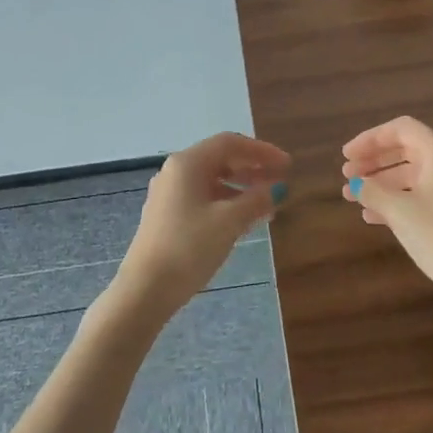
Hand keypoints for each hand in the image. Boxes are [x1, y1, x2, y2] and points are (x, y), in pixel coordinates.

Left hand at [114, 132, 290, 319]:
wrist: (145, 289)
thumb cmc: (189, 247)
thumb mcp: (229, 222)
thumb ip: (256, 200)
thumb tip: (277, 188)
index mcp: (188, 163)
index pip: (229, 143)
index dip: (261, 151)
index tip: (287, 165)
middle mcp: (176, 172)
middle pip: (220, 159)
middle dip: (252, 168)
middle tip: (280, 181)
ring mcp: (169, 195)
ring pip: (212, 181)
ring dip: (241, 188)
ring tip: (267, 204)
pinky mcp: (167, 216)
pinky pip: (203, 198)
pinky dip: (226, 203)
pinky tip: (243, 220)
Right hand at [342, 116, 432, 325]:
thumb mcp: (400, 211)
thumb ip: (373, 191)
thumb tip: (357, 184)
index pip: (401, 129)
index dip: (370, 138)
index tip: (347, 156)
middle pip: (405, 150)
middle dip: (373, 161)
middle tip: (346, 174)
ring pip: (410, 175)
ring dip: (380, 183)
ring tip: (351, 197)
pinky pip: (419, 195)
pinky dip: (395, 200)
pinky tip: (371, 217)